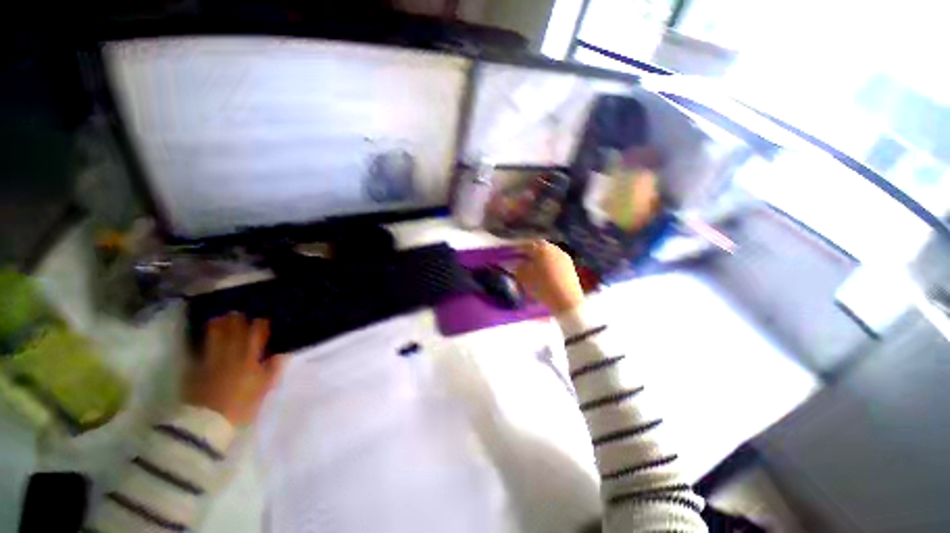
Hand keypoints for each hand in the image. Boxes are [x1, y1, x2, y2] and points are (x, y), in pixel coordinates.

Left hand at [184, 313, 285, 425]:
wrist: (207, 423)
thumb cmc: (242, 406)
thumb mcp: (263, 390)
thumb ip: (272, 370)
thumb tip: (282, 354)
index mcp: (249, 359)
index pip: (255, 336)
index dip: (259, 326)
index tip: (261, 319)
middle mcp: (230, 355)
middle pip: (234, 334)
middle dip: (237, 322)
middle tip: (237, 313)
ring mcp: (210, 361)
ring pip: (215, 339)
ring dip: (218, 327)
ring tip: (219, 318)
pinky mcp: (195, 370)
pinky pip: (201, 350)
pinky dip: (203, 341)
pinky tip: (203, 338)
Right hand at [515, 241, 584, 313]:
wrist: (566, 301)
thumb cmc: (542, 287)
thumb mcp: (524, 277)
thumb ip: (517, 267)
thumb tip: (516, 263)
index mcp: (541, 248)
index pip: (526, 244)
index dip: (517, 249)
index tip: (510, 254)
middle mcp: (554, 248)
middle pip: (539, 247)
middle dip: (529, 252)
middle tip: (521, 259)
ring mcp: (564, 256)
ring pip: (548, 253)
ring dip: (540, 258)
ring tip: (532, 267)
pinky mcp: (570, 267)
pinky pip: (555, 260)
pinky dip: (548, 264)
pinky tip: (544, 273)